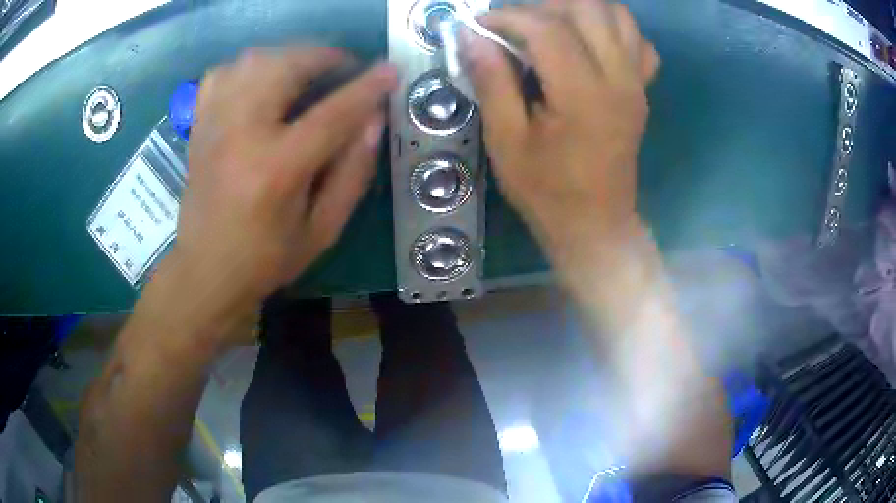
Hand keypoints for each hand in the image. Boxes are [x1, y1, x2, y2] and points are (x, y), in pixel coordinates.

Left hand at [164, 47, 397, 330]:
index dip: (367, 87)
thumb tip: (374, 120)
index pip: (332, 113)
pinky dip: (248, 67)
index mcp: (276, 169)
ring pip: (252, 60)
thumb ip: (353, 173)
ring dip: (289, 56)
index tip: (391, 70)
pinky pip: (222, 74)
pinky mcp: (199, 127)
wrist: (205, 272)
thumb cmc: (266, 259)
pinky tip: (261, 81)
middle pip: (286, 67)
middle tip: (345, 68)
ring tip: (307, 71)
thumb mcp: (322, 230)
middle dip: (324, 56)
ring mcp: (214, 126)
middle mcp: (240, 135)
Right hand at [464, 0, 658, 261]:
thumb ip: (492, 81)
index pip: (548, 27)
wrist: (596, 225)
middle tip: (517, 25)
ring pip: (619, 15)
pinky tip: (591, 45)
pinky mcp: (642, 91)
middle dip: (545, 6)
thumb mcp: (506, 141)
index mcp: (583, 93)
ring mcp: (636, 83)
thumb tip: (471, 36)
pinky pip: (639, 44)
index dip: (508, 17)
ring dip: (581, 10)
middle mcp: (618, 78)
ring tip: (551, 27)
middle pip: (589, 7)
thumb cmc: (547, 191)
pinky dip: (615, 31)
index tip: (481, 26)